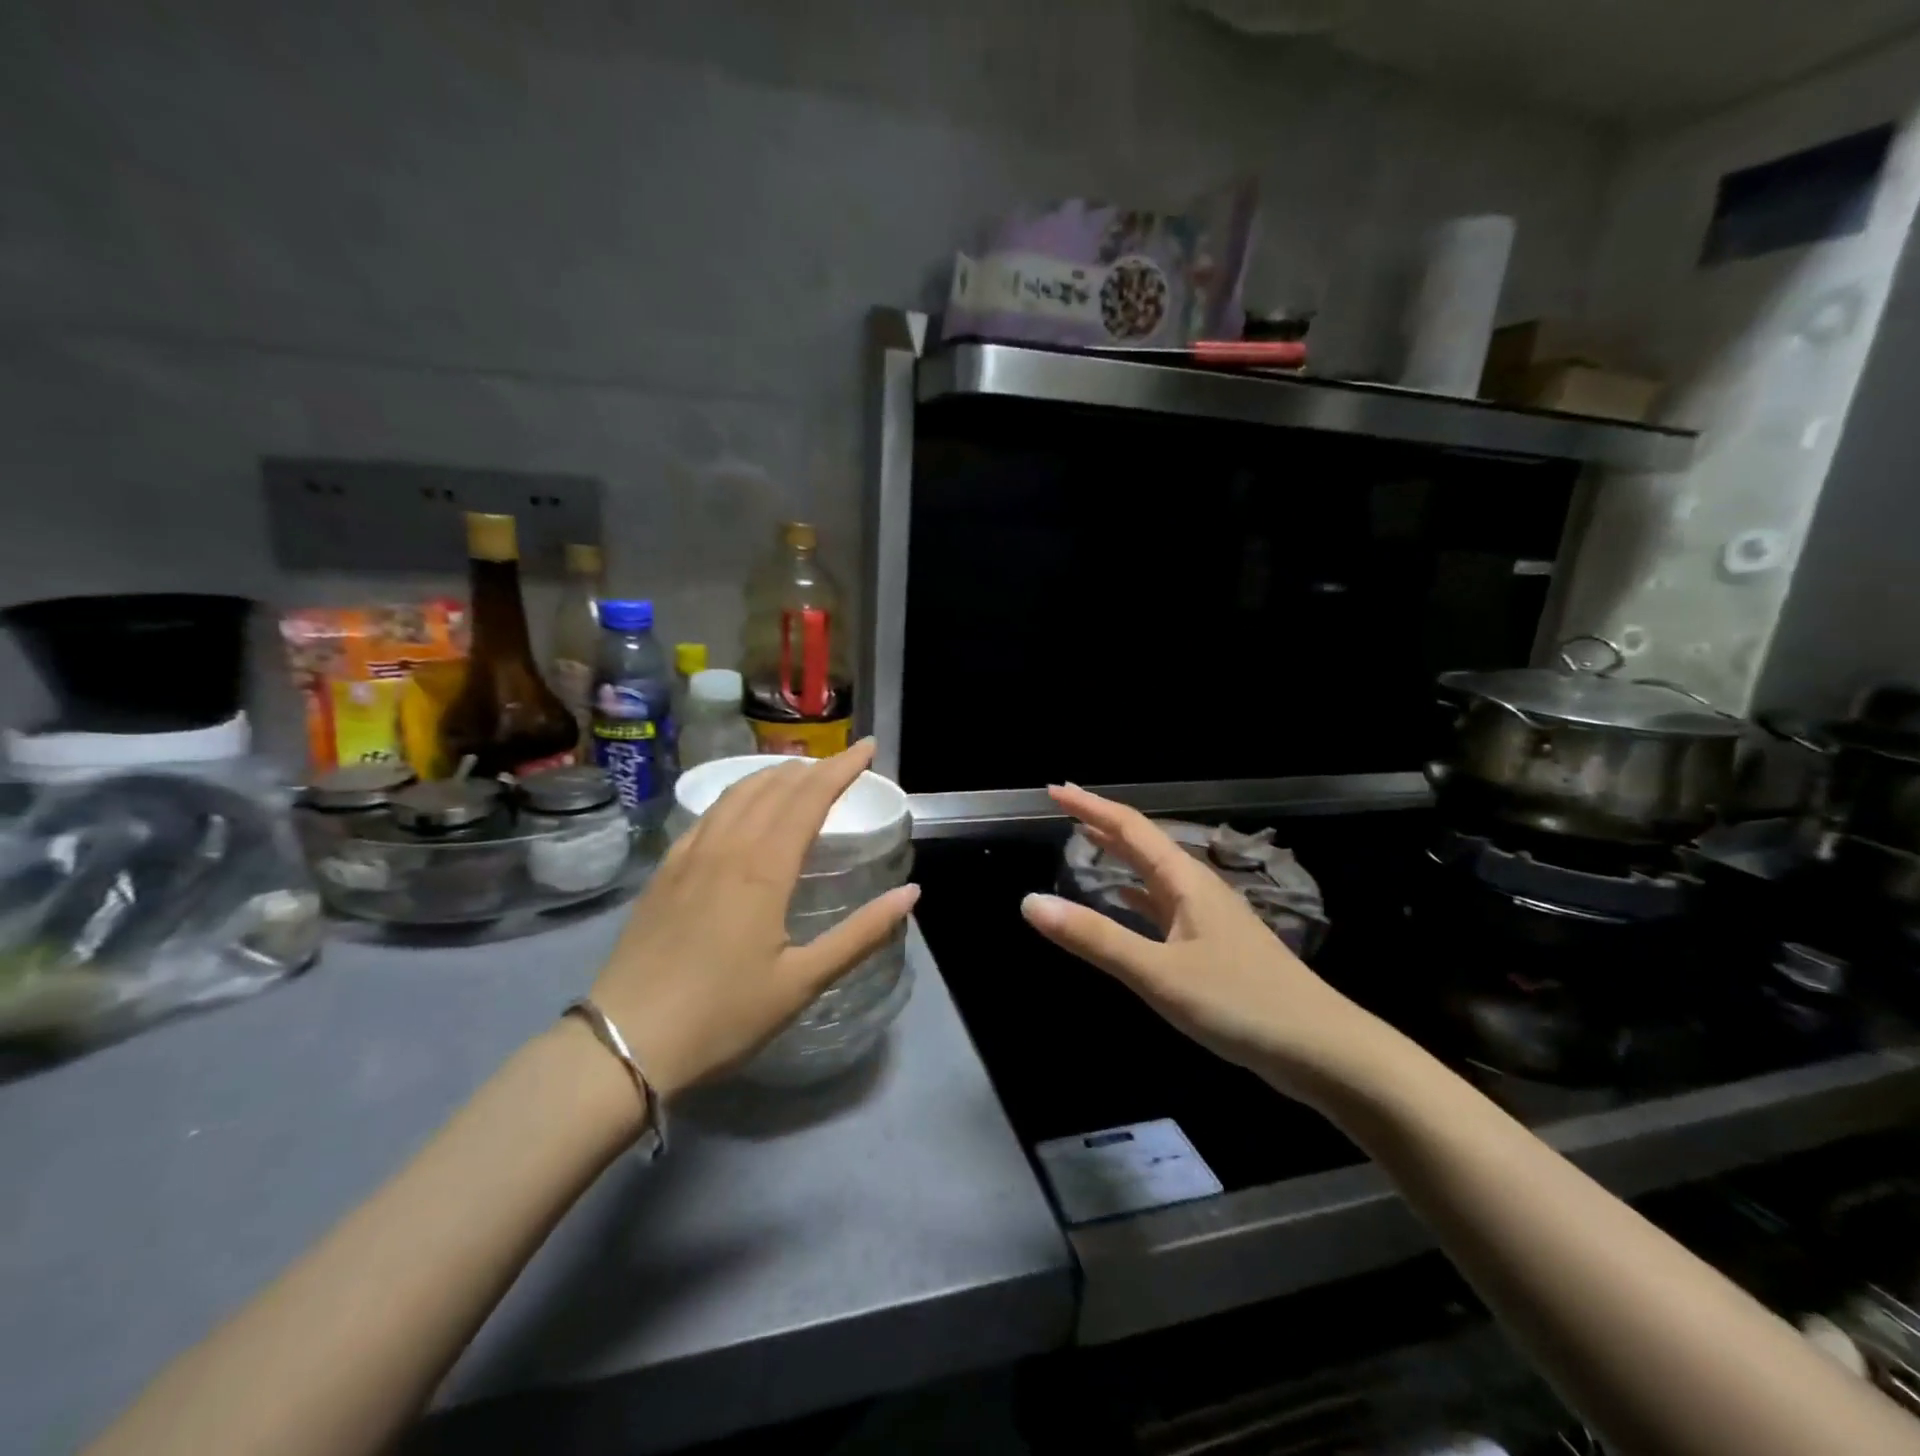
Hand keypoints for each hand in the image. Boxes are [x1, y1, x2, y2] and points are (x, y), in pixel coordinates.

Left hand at [585, 740, 917, 1099]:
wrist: (625, 1041)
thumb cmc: (723, 1015)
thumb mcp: (802, 982)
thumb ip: (860, 934)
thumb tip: (911, 892)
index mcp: (764, 868)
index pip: (809, 798)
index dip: (841, 768)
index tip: (868, 747)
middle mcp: (727, 847)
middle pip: (775, 787)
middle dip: (814, 767)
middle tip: (843, 760)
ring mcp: (690, 855)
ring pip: (738, 794)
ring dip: (774, 774)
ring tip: (800, 772)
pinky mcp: (666, 870)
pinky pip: (709, 813)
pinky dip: (737, 794)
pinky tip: (742, 806)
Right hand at [1019, 785, 1389, 1104]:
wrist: (1322, 1051)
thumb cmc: (1239, 1004)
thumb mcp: (1158, 973)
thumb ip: (1095, 938)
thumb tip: (1030, 902)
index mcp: (1185, 881)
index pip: (1130, 828)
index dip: (1091, 806)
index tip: (1054, 790)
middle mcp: (1197, 889)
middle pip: (1144, 844)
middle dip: (1103, 824)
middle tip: (1065, 809)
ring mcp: (1210, 918)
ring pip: (1154, 875)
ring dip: (1120, 857)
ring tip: (1087, 845)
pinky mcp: (1216, 946)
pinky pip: (1164, 906)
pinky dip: (1136, 896)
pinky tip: (1126, 905)